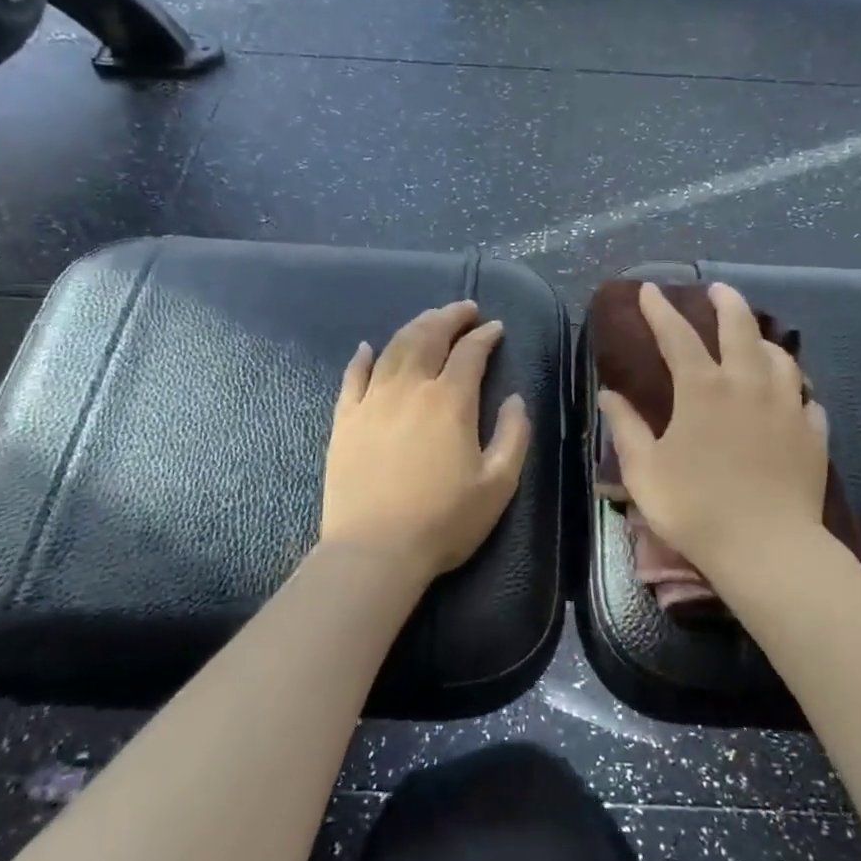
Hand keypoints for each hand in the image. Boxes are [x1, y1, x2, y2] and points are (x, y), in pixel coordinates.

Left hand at [320, 301, 531, 586]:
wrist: (375, 551)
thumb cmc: (444, 521)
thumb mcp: (499, 484)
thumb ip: (514, 435)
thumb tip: (515, 398)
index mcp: (450, 401)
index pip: (471, 353)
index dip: (486, 336)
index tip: (496, 328)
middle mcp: (410, 388)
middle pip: (429, 336)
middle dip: (449, 316)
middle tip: (464, 308)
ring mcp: (372, 401)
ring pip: (393, 348)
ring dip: (414, 326)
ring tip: (429, 319)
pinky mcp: (345, 420)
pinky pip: (352, 376)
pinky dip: (362, 357)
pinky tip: (368, 347)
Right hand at [598, 283, 830, 586]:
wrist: (766, 548)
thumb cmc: (695, 507)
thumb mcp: (645, 470)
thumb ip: (625, 427)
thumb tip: (608, 394)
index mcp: (703, 388)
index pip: (677, 335)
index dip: (660, 310)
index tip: (649, 290)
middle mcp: (748, 384)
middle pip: (741, 328)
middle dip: (727, 302)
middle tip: (719, 290)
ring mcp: (787, 406)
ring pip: (781, 357)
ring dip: (765, 341)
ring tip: (757, 340)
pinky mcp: (813, 433)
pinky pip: (806, 398)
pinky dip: (795, 389)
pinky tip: (791, 397)